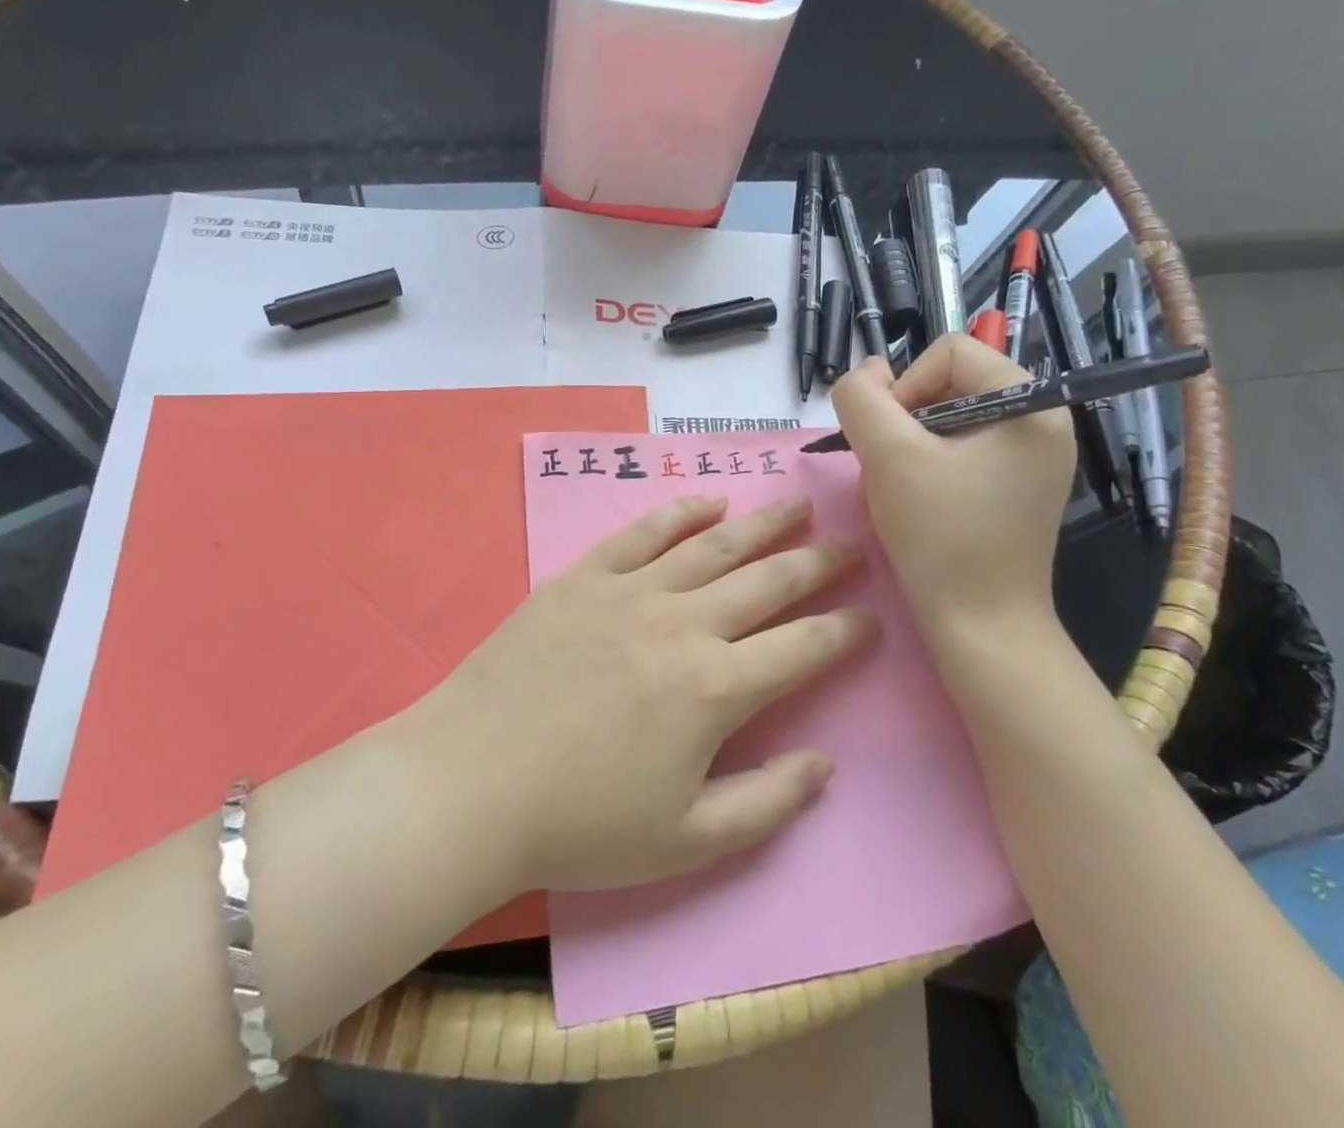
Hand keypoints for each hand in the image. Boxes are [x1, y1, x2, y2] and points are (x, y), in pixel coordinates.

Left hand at [410, 495, 876, 892]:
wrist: (471, 781)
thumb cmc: (581, 823)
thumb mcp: (686, 841)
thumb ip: (767, 802)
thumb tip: (825, 763)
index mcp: (716, 689)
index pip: (802, 648)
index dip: (845, 631)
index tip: (872, 617)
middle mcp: (684, 624)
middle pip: (768, 581)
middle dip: (818, 563)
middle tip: (852, 545)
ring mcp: (632, 591)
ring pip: (714, 544)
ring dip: (763, 523)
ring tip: (797, 505)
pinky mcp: (584, 576)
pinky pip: (644, 532)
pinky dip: (681, 513)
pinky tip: (709, 502)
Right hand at [830, 338, 1074, 647]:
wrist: (982, 627)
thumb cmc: (940, 537)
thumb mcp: (887, 456)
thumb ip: (862, 398)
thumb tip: (868, 373)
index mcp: (1030, 403)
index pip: (949, 351)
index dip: (906, 386)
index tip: (890, 440)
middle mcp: (1042, 420)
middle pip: (949, 382)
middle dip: (905, 420)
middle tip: (890, 468)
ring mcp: (1032, 456)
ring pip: (948, 418)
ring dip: (909, 445)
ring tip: (897, 488)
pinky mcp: (1017, 485)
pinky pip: (961, 449)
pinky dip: (927, 465)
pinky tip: (914, 501)